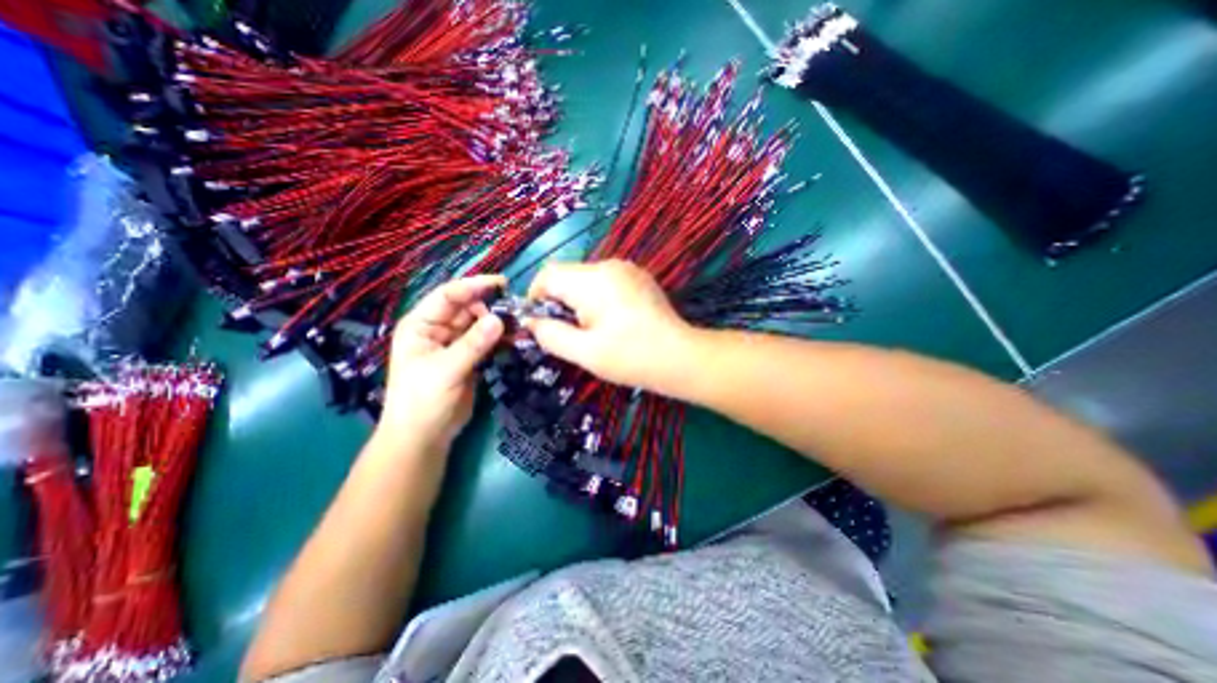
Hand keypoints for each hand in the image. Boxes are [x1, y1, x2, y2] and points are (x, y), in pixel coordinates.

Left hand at [384, 273, 510, 447]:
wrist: (426, 436)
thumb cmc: (423, 401)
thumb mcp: (446, 370)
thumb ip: (473, 344)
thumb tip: (500, 319)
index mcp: (421, 325)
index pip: (448, 296)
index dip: (473, 286)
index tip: (502, 283)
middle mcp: (438, 329)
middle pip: (467, 307)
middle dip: (490, 305)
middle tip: (516, 308)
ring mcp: (455, 343)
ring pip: (479, 323)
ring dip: (498, 322)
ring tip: (520, 322)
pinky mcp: (470, 357)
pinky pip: (487, 340)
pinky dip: (500, 338)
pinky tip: (515, 336)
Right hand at [527, 258, 692, 392]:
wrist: (680, 357)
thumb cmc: (631, 357)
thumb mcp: (584, 352)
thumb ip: (550, 334)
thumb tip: (530, 321)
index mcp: (592, 280)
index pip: (548, 274)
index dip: (535, 297)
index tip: (541, 324)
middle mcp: (609, 265)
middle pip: (567, 275)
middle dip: (559, 301)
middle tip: (571, 332)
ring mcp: (627, 268)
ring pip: (585, 278)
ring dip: (578, 300)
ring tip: (593, 328)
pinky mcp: (638, 276)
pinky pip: (605, 281)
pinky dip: (597, 297)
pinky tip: (612, 320)